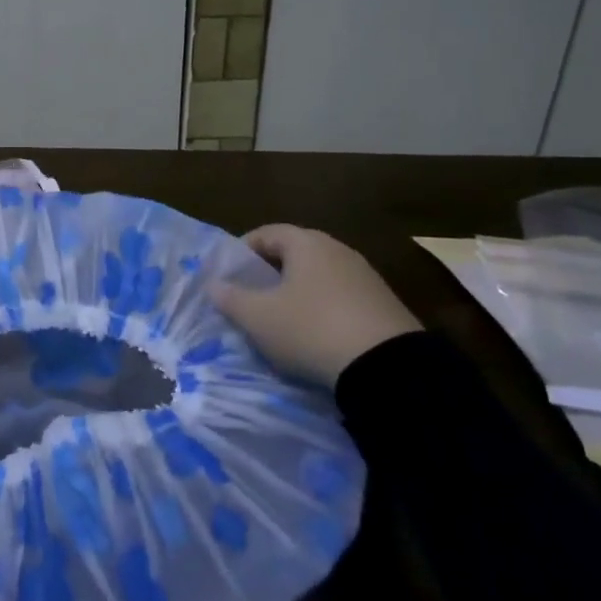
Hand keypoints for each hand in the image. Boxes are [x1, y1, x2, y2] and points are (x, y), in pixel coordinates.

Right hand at [210, 224, 421, 388]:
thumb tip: (214, 285)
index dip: (243, 250)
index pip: (267, 233)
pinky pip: (340, 298)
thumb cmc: (310, 328)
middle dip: (269, 273)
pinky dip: (322, 309)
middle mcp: (338, 250)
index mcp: (307, 243)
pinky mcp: (383, 305)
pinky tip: (314, 335)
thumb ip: (231, 298)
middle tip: (250, 297)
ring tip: (280, 320)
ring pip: (319, 277)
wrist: (387, 368)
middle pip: (294, 253)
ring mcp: (365, 277)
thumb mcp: (258, 317)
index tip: (228, 275)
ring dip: (297, 293)